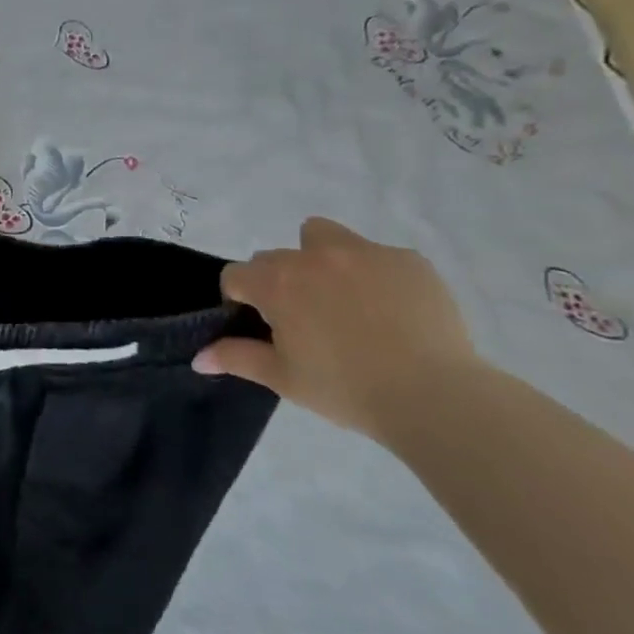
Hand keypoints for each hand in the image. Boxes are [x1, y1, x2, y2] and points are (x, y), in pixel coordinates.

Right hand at [193, 217, 478, 439]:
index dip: (240, 299)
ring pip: (323, 237)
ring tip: (342, 299)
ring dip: (319, 258)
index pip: (236, 275)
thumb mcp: (282, 378)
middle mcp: (314, 257)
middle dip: (278, 280)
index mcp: (277, 283)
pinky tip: (390, 311)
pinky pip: (376, 255)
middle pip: (275, 257)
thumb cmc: (344, 388)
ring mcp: (365, 253)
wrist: (434, 396)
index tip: (260, 326)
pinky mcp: (408, 260)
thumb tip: (199, 358)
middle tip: (302, 320)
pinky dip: (372, 275)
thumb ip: (236, 358)